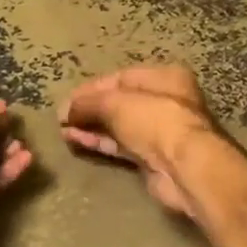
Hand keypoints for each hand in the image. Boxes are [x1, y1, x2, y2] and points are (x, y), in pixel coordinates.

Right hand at [58, 65, 223, 219]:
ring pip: (118, 126)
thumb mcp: (116, 103)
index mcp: (164, 78)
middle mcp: (165, 101)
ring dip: (91, 127)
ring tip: (63, 131)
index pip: (120, 78)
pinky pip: (120, 146)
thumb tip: (65, 111)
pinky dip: (100, 143)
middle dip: (89, 109)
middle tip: (62, 118)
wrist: (184, 168)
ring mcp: (159, 132)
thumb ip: (88, 103)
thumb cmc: (155, 121)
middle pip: (119, 102)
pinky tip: (77, 141)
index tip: (66, 100)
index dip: (91, 88)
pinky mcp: (152, 158)